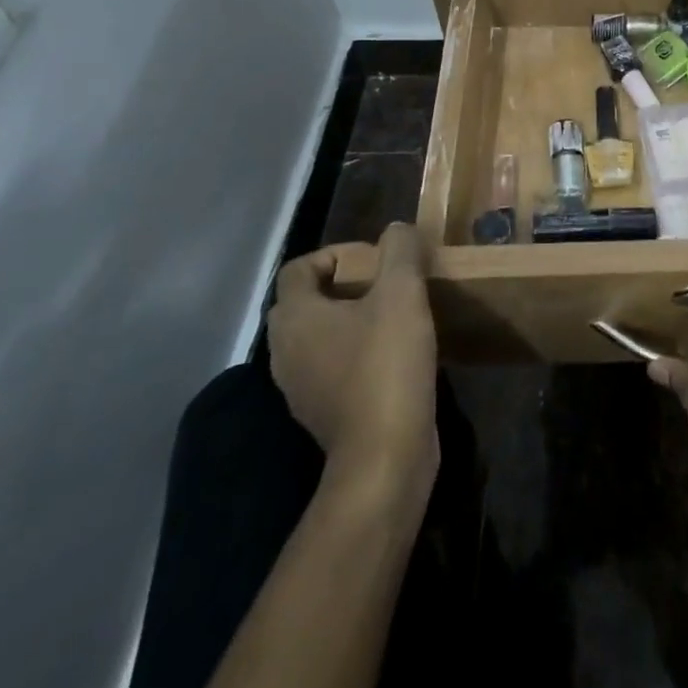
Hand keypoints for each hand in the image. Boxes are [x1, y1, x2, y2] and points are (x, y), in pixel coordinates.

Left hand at [268, 224, 438, 500]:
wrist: (385, 456)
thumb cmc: (387, 365)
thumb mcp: (402, 293)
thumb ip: (399, 250)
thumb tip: (396, 231)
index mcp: (295, 318)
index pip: (297, 269)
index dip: (334, 255)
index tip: (374, 261)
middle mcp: (285, 352)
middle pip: (305, 302)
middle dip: (344, 286)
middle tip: (385, 284)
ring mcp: (299, 388)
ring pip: (318, 336)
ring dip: (350, 320)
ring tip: (394, 315)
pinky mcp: (321, 413)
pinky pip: (331, 367)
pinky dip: (354, 352)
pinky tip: (392, 354)